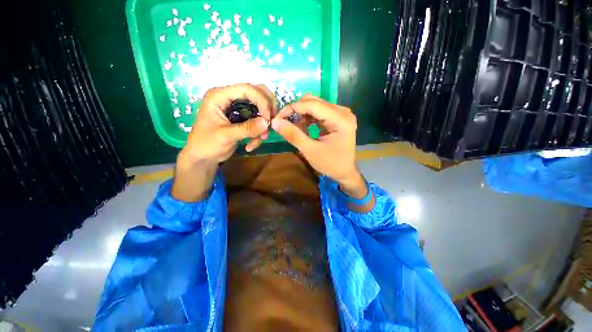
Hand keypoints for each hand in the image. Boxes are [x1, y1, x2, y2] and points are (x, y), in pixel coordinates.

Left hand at [179, 83, 275, 166]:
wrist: (203, 158)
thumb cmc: (207, 144)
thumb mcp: (226, 136)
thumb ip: (246, 128)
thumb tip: (266, 122)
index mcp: (220, 96)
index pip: (247, 89)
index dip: (261, 101)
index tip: (268, 119)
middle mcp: (230, 98)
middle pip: (257, 93)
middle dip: (267, 109)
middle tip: (271, 123)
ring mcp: (237, 108)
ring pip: (260, 108)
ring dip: (263, 125)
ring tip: (260, 139)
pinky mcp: (242, 119)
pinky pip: (258, 121)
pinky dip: (259, 133)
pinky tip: (251, 145)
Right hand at [272, 95, 367, 192]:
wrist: (344, 172)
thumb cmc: (330, 165)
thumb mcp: (310, 151)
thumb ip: (293, 135)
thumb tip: (275, 121)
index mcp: (340, 119)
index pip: (313, 105)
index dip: (293, 108)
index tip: (277, 117)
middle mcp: (343, 112)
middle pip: (314, 102)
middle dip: (296, 111)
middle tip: (283, 122)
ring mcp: (341, 114)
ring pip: (315, 105)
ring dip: (301, 115)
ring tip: (294, 128)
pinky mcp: (338, 118)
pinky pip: (319, 112)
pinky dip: (308, 118)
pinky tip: (303, 128)